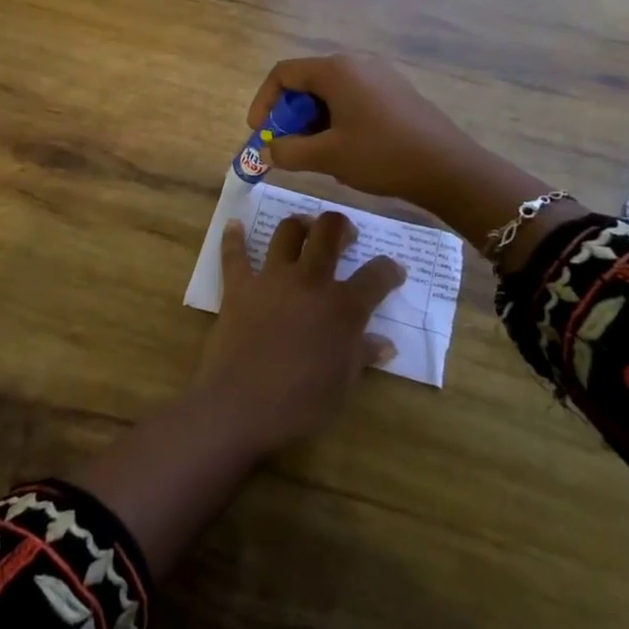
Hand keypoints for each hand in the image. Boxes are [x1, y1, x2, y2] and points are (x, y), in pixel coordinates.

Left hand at [192, 210, 403, 452]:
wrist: (241, 404)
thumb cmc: (301, 403)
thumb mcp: (342, 384)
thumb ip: (362, 356)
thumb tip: (385, 344)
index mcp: (343, 307)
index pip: (376, 277)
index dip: (389, 270)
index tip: (394, 270)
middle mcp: (310, 282)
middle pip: (329, 234)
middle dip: (341, 227)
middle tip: (345, 233)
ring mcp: (272, 279)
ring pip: (287, 233)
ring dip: (299, 225)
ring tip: (304, 226)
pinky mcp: (239, 287)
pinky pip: (234, 255)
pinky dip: (233, 238)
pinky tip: (235, 224)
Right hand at [246, 52, 478, 207]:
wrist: (448, 168)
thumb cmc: (382, 155)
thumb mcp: (327, 156)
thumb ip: (288, 151)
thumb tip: (267, 152)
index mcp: (336, 70)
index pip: (283, 74)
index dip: (264, 102)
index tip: (260, 134)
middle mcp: (357, 64)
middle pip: (306, 82)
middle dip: (288, 115)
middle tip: (285, 147)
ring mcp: (379, 77)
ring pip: (330, 93)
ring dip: (312, 121)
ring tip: (313, 154)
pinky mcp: (395, 93)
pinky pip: (352, 99)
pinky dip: (335, 120)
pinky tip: (343, 150)